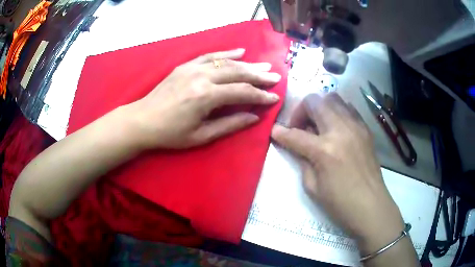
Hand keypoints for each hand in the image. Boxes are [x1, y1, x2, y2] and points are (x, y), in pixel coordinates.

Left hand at [125, 48, 280, 148]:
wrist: (143, 120)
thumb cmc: (171, 134)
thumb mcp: (201, 136)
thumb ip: (230, 124)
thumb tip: (254, 117)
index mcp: (205, 96)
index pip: (242, 92)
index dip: (260, 95)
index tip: (274, 97)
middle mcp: (201, 77)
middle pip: (237, 72)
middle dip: (259, 75)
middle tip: (275, 76)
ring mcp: (192, 68)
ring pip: (226, 62)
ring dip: (247, 63)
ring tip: (264, 65)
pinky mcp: (185, 65)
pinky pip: (209, 55)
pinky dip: (226, 53)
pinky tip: (240, 52)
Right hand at [271, 93, 404, 253]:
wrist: (371, 205)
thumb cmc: (339, 203)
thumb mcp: (312, 187)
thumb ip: (302, 160)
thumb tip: (296, 144)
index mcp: (324, 150)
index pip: (295, 134)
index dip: (280, 133)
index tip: (274, 132)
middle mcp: (340, 130)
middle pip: (314, 102)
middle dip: (301, 111)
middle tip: (300, 128)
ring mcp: (355, 126)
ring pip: (332, 98)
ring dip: (320, 108)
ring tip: (319, 126)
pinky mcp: (365, 128)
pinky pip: (348, 108)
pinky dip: (337, 112)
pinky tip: (335, 129)